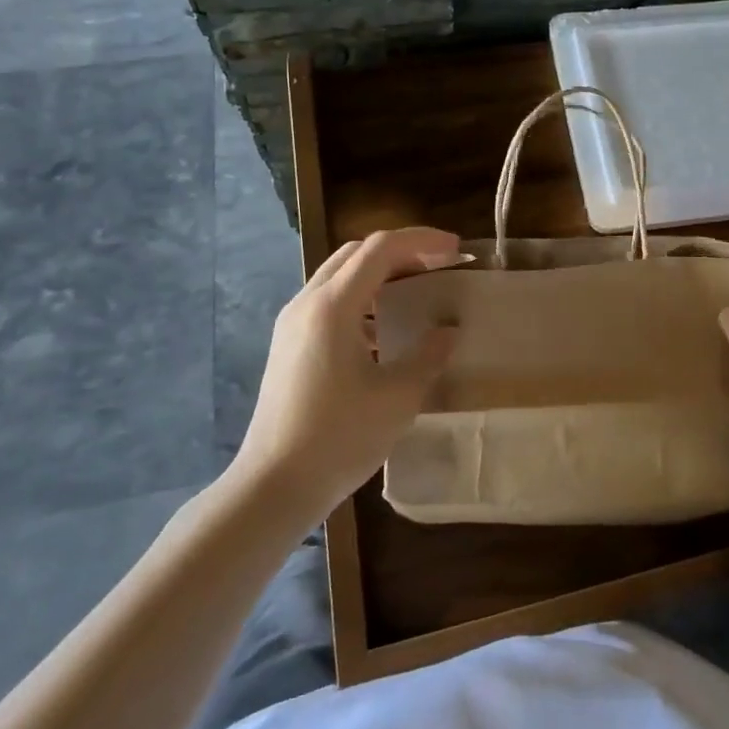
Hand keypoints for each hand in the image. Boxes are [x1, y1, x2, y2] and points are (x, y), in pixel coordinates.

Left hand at [232, 227, 461, 521]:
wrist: (272, 487)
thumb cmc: (339, 439)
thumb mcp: (398, 397)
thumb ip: (429, 354)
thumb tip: (448, 329)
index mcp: (333, 306)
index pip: (381, 248)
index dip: (423, 241)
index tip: (457, 249)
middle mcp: (308, 302)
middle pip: (358, 252)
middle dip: (403, 250)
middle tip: (440, 264)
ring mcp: (293, 323)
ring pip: (341, 273)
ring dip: (381, 271)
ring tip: (417, 289)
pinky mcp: (288, 344)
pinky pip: (329, 300)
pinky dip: (363, 296)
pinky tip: (384, 328)